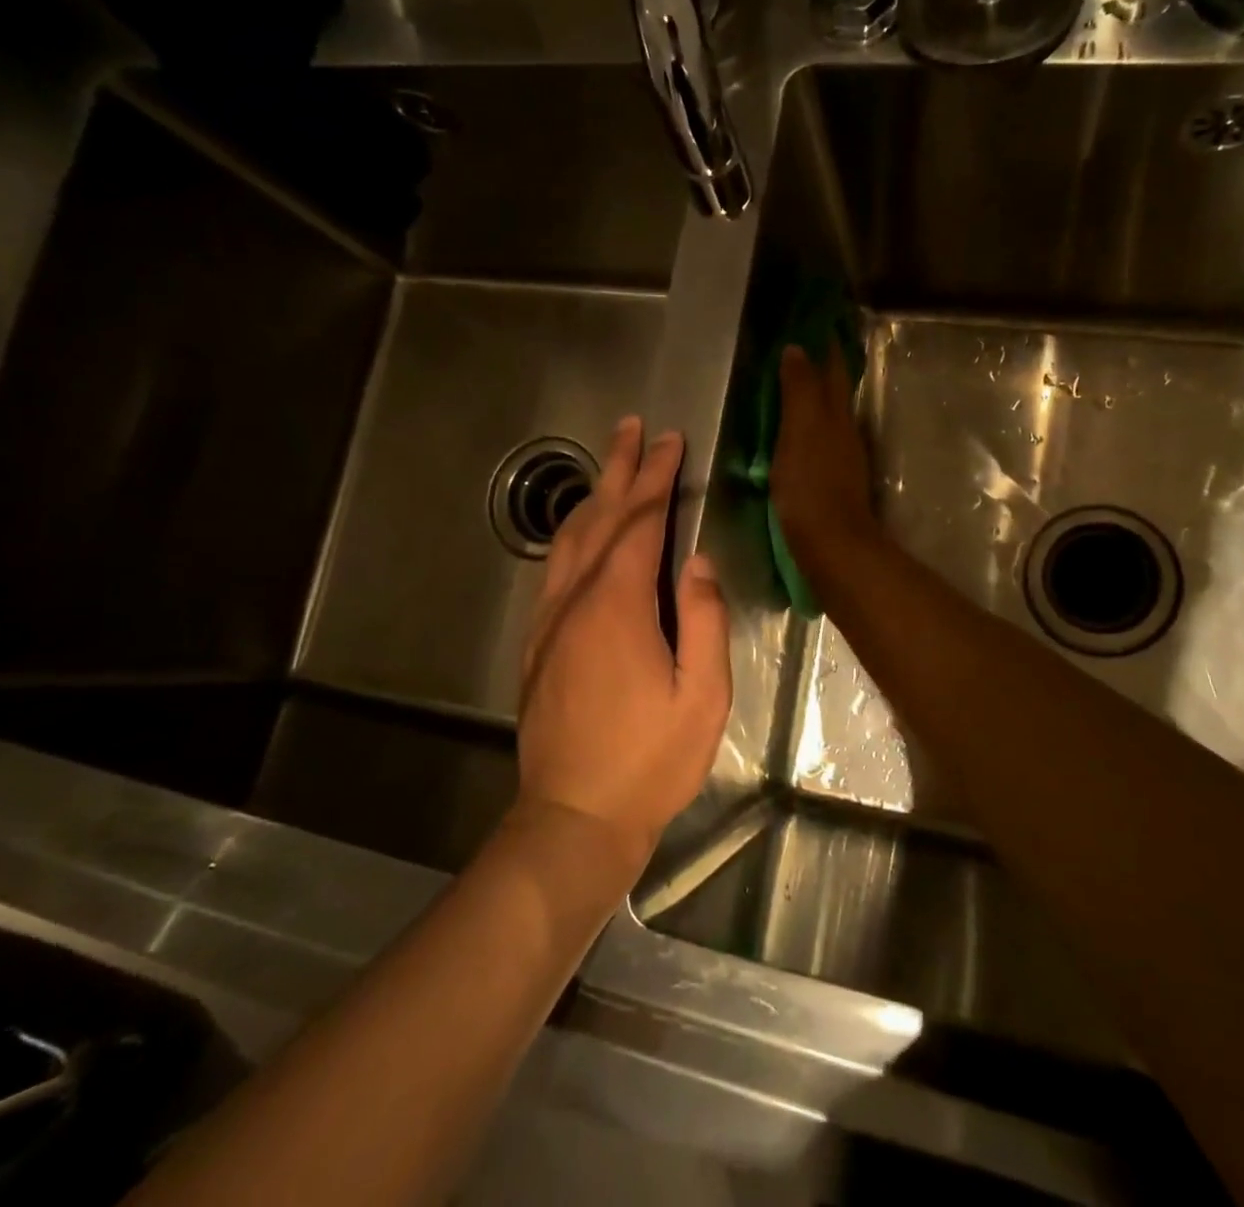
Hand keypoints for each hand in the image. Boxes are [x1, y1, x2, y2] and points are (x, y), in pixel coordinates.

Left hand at [516, 417, 731, 874]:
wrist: (573, 817)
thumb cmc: (649, 760)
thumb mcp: (702, 696)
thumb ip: (705, 620)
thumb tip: (699, 561)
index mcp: (618, 605)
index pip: (641, 522)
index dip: (658, 477)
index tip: (672, 441)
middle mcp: (576, 599)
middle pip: (600, 516)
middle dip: (621, 468)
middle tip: (634, 427)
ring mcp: (550, 619)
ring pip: (569, 538)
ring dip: (594, 494)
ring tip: (611, 461)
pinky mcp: (538, 642)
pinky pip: (555, 567)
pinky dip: (573, 533)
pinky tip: (583, 529)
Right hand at [771, 344, 880, 583]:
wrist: (832, 546)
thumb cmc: (811, 485)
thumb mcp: (801, 431)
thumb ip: (800, 391)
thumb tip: (798, 349)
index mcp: (836, 415)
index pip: (833, 370)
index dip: (827, 346)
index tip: (817, 321)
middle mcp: (844, 432)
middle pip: (834, 392)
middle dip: (822, 368)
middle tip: (800, 347)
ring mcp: (840, 459)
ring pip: (828, 417)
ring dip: (814, 398)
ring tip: (790, 385)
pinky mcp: (831, 483)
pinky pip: (818, 442)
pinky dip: (806, 428)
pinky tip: (791, 434)